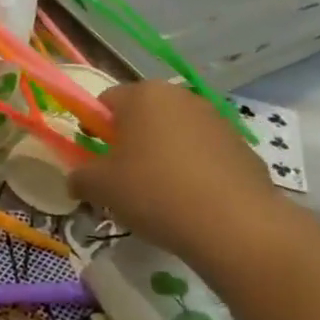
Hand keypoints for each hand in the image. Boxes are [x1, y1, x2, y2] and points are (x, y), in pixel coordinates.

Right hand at [68, 81, 287, 268]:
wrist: (235, 225)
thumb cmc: (155, 192)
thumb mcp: (100, 187)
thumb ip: (80, 177)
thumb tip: (77, 180)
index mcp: (142, 95)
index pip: (105, 101)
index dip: (95, 129)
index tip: (97, 160)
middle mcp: (180, 96)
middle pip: (143, 115)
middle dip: (131, 141)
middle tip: (125, 179)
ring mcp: (216, 119)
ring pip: (175, 133)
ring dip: (163, 154)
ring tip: (161, 195)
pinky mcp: (242, 146)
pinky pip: (204, 154)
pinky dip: (194, 170)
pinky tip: (193, 202)